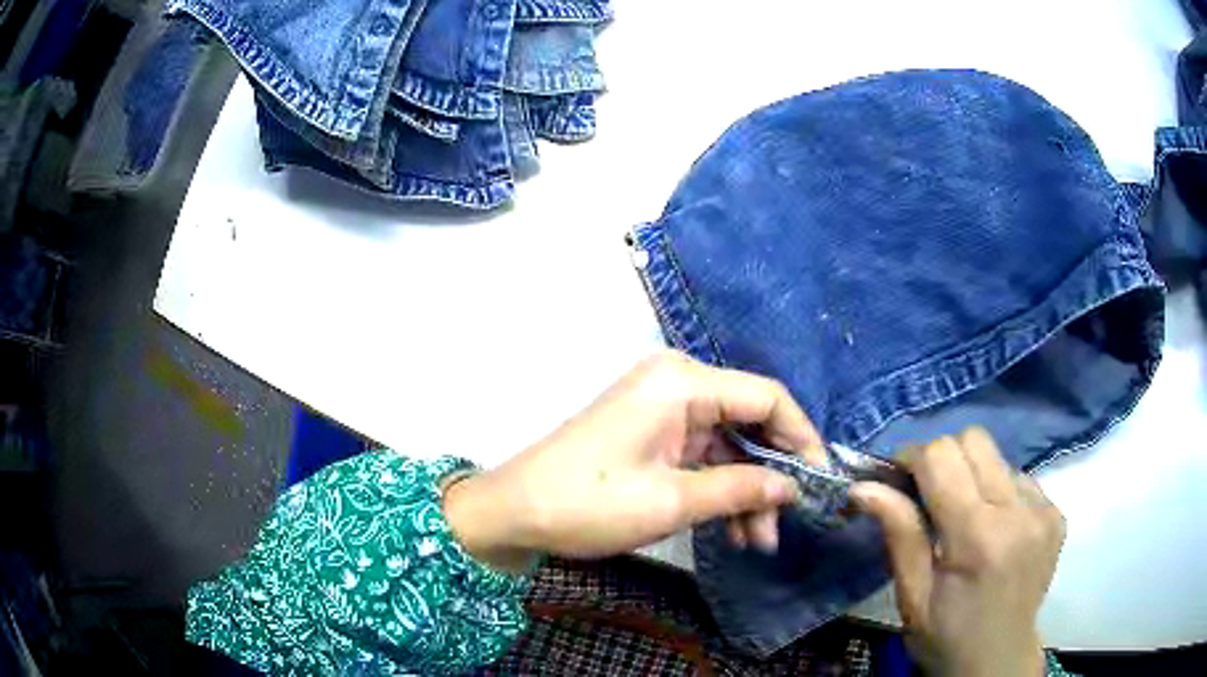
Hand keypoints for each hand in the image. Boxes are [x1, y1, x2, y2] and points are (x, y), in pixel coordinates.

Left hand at [443, 350, 824, 570]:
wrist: (515, 512)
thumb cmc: (588, 503)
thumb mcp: (671, 502)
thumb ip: (740, 489)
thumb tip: (793, 487)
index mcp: (682, 382)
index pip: (766, 397)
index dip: (801, 438)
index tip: (821, 481)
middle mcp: (677, 384)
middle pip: (749, 422)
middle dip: (771, 475)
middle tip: (787, 524)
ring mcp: (664, 410)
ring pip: (729, 446)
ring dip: (746, 491)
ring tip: (758, 542)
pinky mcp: (653, 434)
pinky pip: (703, 456)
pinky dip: (720, 489)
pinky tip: (734, 530)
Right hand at [850, 428, 1065, 676]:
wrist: (998, 663)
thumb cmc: (946, 638)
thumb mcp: (912, 598)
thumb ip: (899, 534)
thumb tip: (863, 486)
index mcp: (977, 536)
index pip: (942, 456)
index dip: (912, 459)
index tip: (897, 480)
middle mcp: (1018, 511)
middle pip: (974, 439)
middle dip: (943, 458)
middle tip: (929, 496)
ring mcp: (1044, 510)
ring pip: (998, 456)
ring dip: (973, 476)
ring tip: (964, 518)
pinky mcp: (1057, 513)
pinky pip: (1020, 478)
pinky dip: (998, 493)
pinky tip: (993, 529)